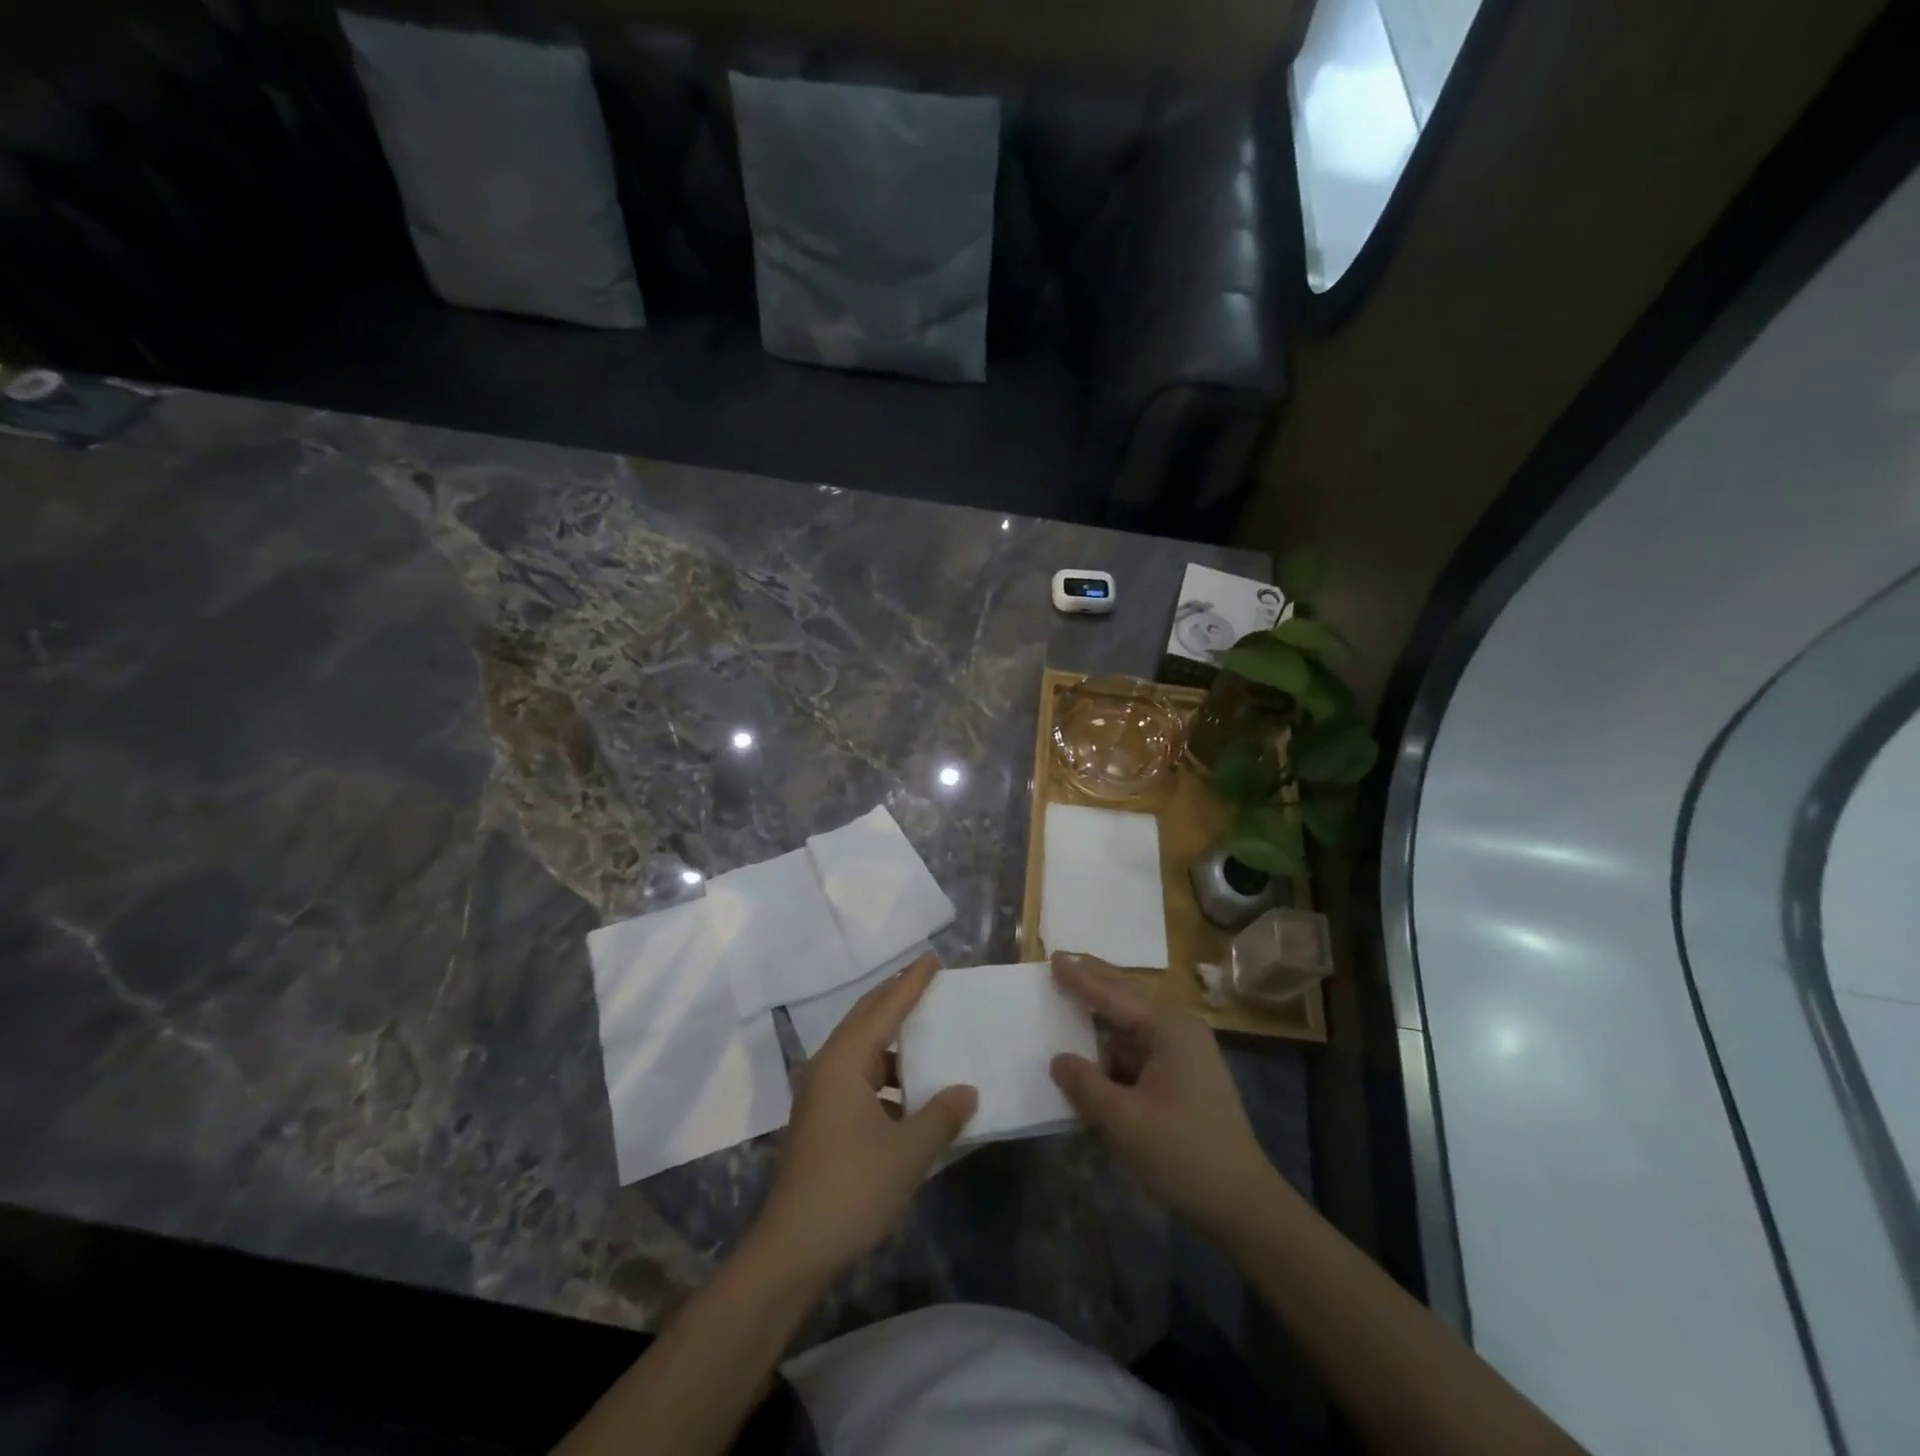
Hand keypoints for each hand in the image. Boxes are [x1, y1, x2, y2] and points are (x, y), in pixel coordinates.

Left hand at [751, 954, 977, 1281]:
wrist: (793, 1250)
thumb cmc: (851, 1190)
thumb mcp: (907, 1152)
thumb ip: (941, 1115)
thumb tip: (967, 1091)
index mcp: (844, 1062)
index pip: (884, 1009)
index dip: (911, 983)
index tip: (934, 957)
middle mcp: (828, 1068)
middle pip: (866, 1019)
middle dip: (896, 998)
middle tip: (927, 979)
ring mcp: (821, 1095)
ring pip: (862, 1050)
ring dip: (892, 1040)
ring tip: (926, 1033)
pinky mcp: (822, 1120)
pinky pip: (859, 1077)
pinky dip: (886, 1074)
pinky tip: (911, 1092)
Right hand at [1049, 952, 1283, 1244]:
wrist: (1243, 1206)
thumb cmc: (1183, 1155)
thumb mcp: (1124, 1121)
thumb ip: (1086, 1084)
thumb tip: (1059, 1060)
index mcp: (1170, 1029)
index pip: (1114, 994)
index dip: (1080, 978)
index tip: (1053, 958)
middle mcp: (1179, 1030)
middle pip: (1127, 998)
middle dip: (1094, 983)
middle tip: (1060, 962)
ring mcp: (1184, 1053)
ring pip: (1131, 1028)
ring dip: (1101, 1022)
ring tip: (1068, 1006)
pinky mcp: (1183, 1077)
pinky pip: (1139, 1052)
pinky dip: (1113, 1053)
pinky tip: (1092, 1059)